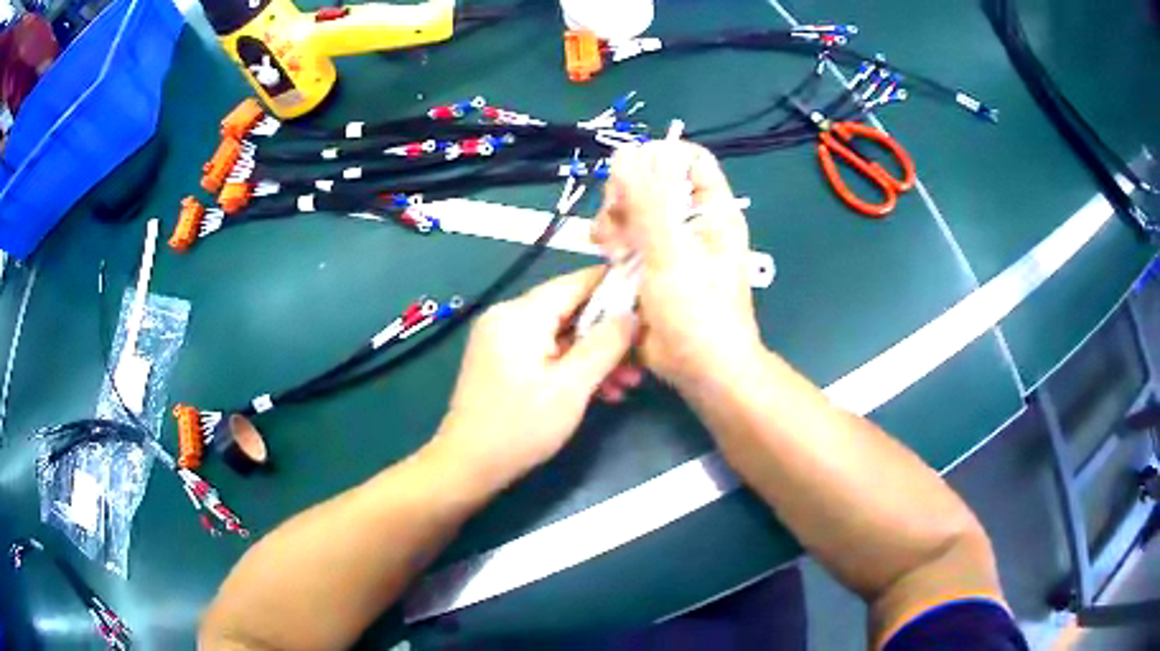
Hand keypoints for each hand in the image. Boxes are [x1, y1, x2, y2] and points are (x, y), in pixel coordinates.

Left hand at [432, 268, 634, 484]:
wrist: (468, 465)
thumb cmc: (521, 427)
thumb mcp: (572, 387)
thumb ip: (606, 344)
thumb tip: (632, 313)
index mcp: (521, 314)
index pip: (577, 282)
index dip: (616, 288)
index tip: (649, 301)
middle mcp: (508, 316)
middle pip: (571, 310)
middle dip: (609, 334)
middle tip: (642, 358)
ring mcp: (502, 339)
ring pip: (561, 334)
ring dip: (595, 356)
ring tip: (627, 383)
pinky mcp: (502, 360)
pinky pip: (546, 351)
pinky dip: (572, 366)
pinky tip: (600, 392)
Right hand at [592, 141, 762, 393]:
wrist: (702, 369)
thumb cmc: (699, 311)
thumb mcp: (672, 253)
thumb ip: (648, 203)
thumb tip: (626, 154)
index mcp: (712, 211)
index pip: (691, 160)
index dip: (660, 157)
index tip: (631, 173)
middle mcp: (691, 222)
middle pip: (653, 183)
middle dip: (626, 194)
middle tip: (614, 215)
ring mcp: (669, 244)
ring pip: (633, 211)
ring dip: (614, 220)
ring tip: (608, 243)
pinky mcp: (649, 266)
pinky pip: (626, 239)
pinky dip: (612, 243)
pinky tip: (607, 255)